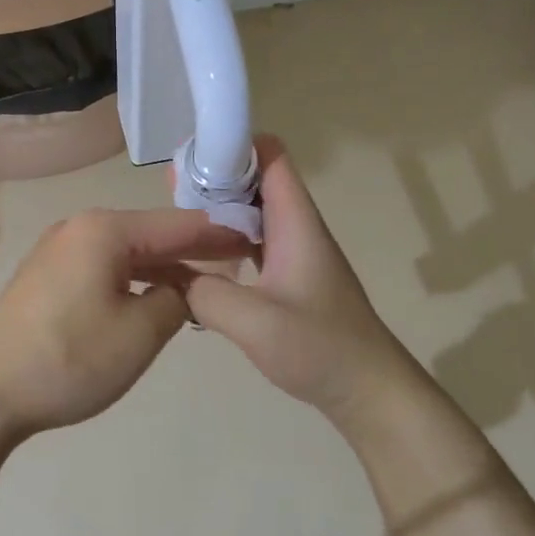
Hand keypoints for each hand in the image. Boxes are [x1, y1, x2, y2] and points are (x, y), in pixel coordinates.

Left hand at [0, 207, 253, 444]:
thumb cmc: (70, 359)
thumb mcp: (141, 332)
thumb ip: (176, 299)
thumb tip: (180, 288)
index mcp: (105, 230)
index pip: (178, 225)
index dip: (220, 234)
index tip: (256, 240)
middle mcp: (79, 228)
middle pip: (151, 234)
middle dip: (193, 251)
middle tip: (237, 265)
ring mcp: (57, 251)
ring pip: (126, 253)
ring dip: (163, 269)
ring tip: (202, 288)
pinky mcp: (46, 277)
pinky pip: (103, 268)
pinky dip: (133, 280)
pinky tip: (152, 299)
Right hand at [182, 137, 416, 423]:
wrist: (368, 391)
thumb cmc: (321, 350)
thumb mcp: (256, 323)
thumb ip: (205, 294)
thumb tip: (169, 277)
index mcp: (296, 223)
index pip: (270, 157)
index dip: (233, 144)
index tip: (189, 155)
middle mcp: (295, 229)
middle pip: (254, 180)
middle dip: (212, 177)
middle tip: (167, 191)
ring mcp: (292, 254)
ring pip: (250, 213)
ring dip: (215, 211)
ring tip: (172, 219)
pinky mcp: (286, 278)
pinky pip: (249, 244)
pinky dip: (221, 242)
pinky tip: (194, 261)